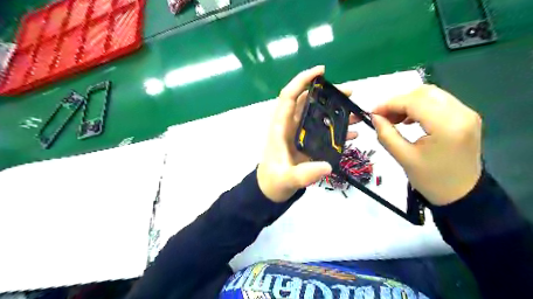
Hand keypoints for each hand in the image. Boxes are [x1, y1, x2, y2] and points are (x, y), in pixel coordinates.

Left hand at [259, 66, 357, 203]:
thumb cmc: (273, 181)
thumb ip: (303, 174)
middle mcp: (290, 125)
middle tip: (350, 92)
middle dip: (328, 94)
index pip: (289, 96)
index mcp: (280, 127)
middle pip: (308, 102)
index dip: (302, 80)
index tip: (321, 71)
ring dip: (336, 111)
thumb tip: (327, 166)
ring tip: (357, 112)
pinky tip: (352, 134)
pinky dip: (337, 129)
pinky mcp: (307, 142)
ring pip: (318, 114)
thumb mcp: (286, 179)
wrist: (271, 190)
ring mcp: (300, 134)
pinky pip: (323, 130)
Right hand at [371, 84, 481, 204]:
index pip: (414, 102)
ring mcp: (467, 113)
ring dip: (409, 102)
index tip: (372, 113)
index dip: (390, 104)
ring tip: (394, 119)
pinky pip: (439, 102)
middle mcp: (462, 114)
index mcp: (447, 126)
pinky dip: (420, 106)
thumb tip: (374, 117)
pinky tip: (409, 119)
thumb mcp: (404, 158)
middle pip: (424, 93)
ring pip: (431, 94)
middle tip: (383, 116)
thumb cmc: (431, 180)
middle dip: (399, 101)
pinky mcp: (466, 117)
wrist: (462, 194)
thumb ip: (386, 134)